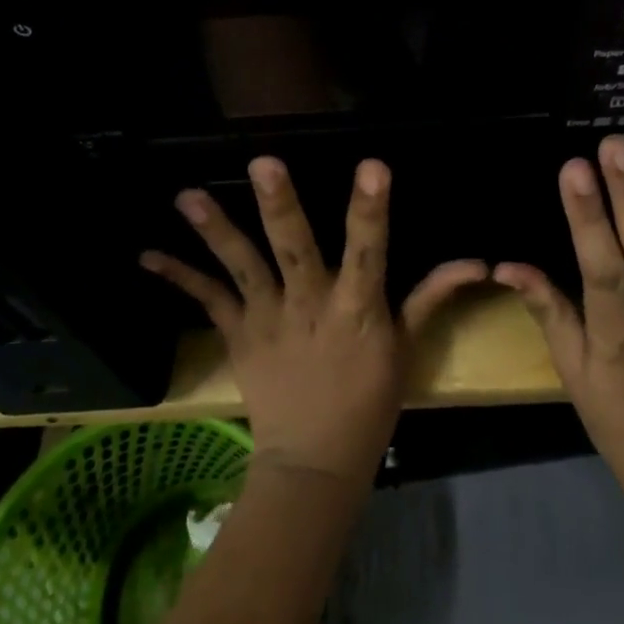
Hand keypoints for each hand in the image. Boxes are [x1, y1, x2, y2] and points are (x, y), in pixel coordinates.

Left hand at [142, 157, 487, 489]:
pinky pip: (208, 302)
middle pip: (295, 250)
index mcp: (357, 309)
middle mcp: (309, 306)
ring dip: (216, 231)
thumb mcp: (407, 347)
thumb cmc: (370, 401)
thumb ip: (432, 297)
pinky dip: (179, 278)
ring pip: (242, 268)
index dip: (370, 211)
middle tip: (263, 163)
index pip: (370, 251)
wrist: (316, 460)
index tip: (373, 168)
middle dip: (281, 206)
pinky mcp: (239, 336)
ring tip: (188, 196)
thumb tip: (475, 262)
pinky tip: (148, 255)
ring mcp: (268, 320)